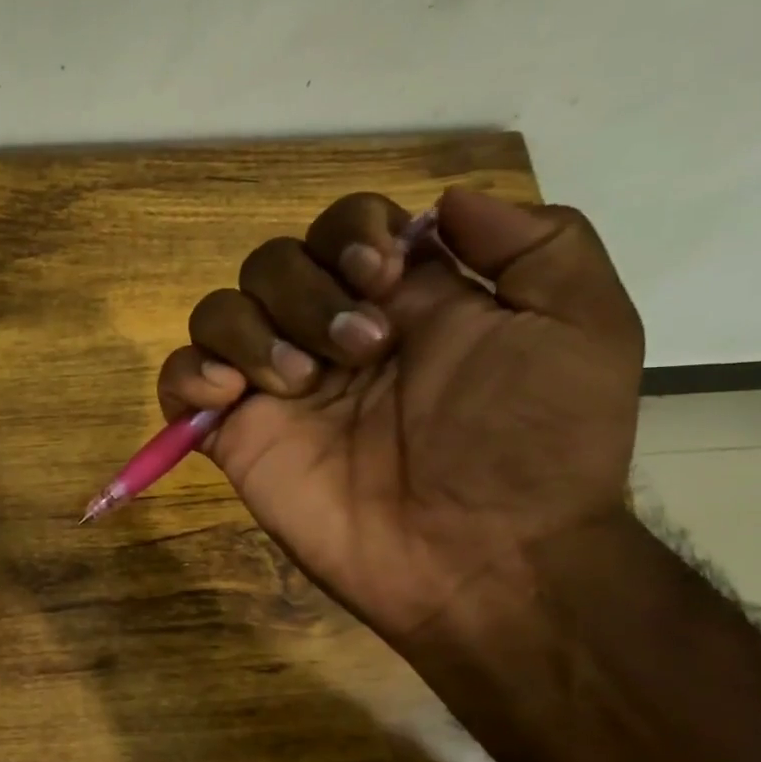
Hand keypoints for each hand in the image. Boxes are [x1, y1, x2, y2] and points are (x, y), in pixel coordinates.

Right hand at [157, 189, 642, 644]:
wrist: (482, 557)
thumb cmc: (534, 447)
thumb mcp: (582, 327)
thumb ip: (537, 243)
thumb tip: (442, 204)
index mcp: (401, 301)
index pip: (342, 227)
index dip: (350, 232)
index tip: (383, 275)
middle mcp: (328, 334)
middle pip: (272, 262)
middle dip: (308, 291)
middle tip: (363, 352)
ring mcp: (276, 387)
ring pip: (219, 311)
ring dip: (253, 330)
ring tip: (301, 384)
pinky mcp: (235, 434)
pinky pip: (178, 379)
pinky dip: (189, 371)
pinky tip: (230, 394)